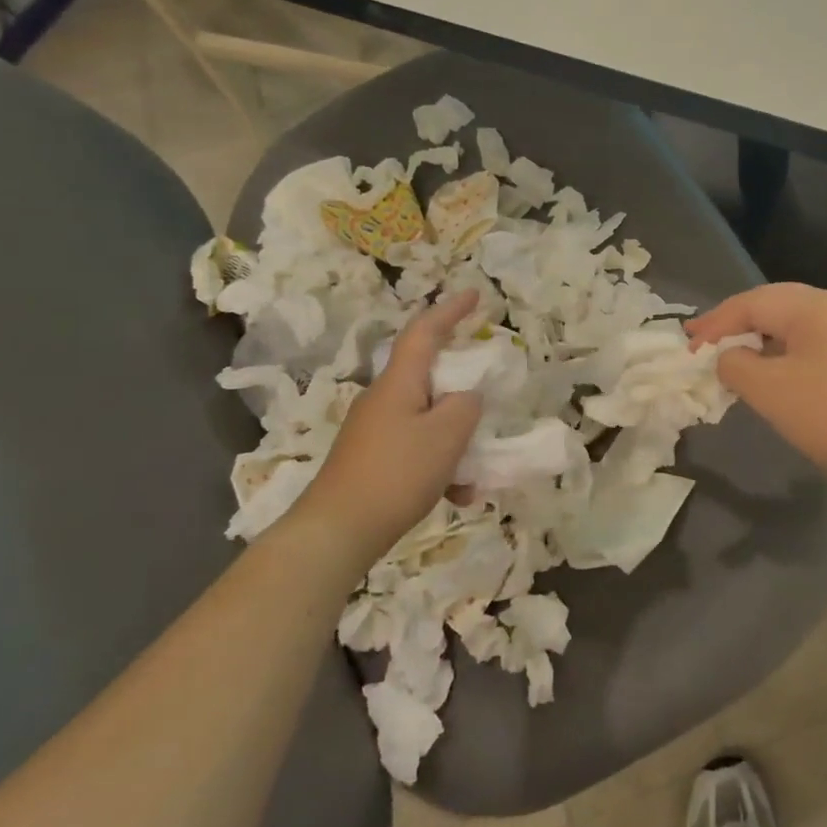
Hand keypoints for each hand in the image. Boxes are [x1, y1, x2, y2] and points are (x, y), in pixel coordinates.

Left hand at [288, 289, 483, 554]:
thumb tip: (468, 398)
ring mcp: (375, 431)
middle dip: (462, 386)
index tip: (474, 295)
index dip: (450, 311)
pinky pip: (417, 450)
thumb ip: (467, 407)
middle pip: (429, 376)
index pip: (425, 332)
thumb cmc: (396, 473)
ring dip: (456, 439)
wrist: (337, 531)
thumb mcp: (446, 436)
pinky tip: (457, 495)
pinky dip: (441, 465)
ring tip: (477, 472)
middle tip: (489, 392)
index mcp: (399, 383)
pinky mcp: (372, 460)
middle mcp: (384, 399)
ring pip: (428, 419)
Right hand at [687, 283, 826, 497]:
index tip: (687, 347)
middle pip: (773, 304)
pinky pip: (812, 338)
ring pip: (793, 321)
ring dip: (758, 337)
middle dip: (734, 324)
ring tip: (728, 355)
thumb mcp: (768, 390)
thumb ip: (734, 364)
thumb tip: (727, 357)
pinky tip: (768, 366)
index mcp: (815, 304)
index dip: (715, 324)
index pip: (751, 302)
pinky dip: (783, 349)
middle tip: (700, 342)